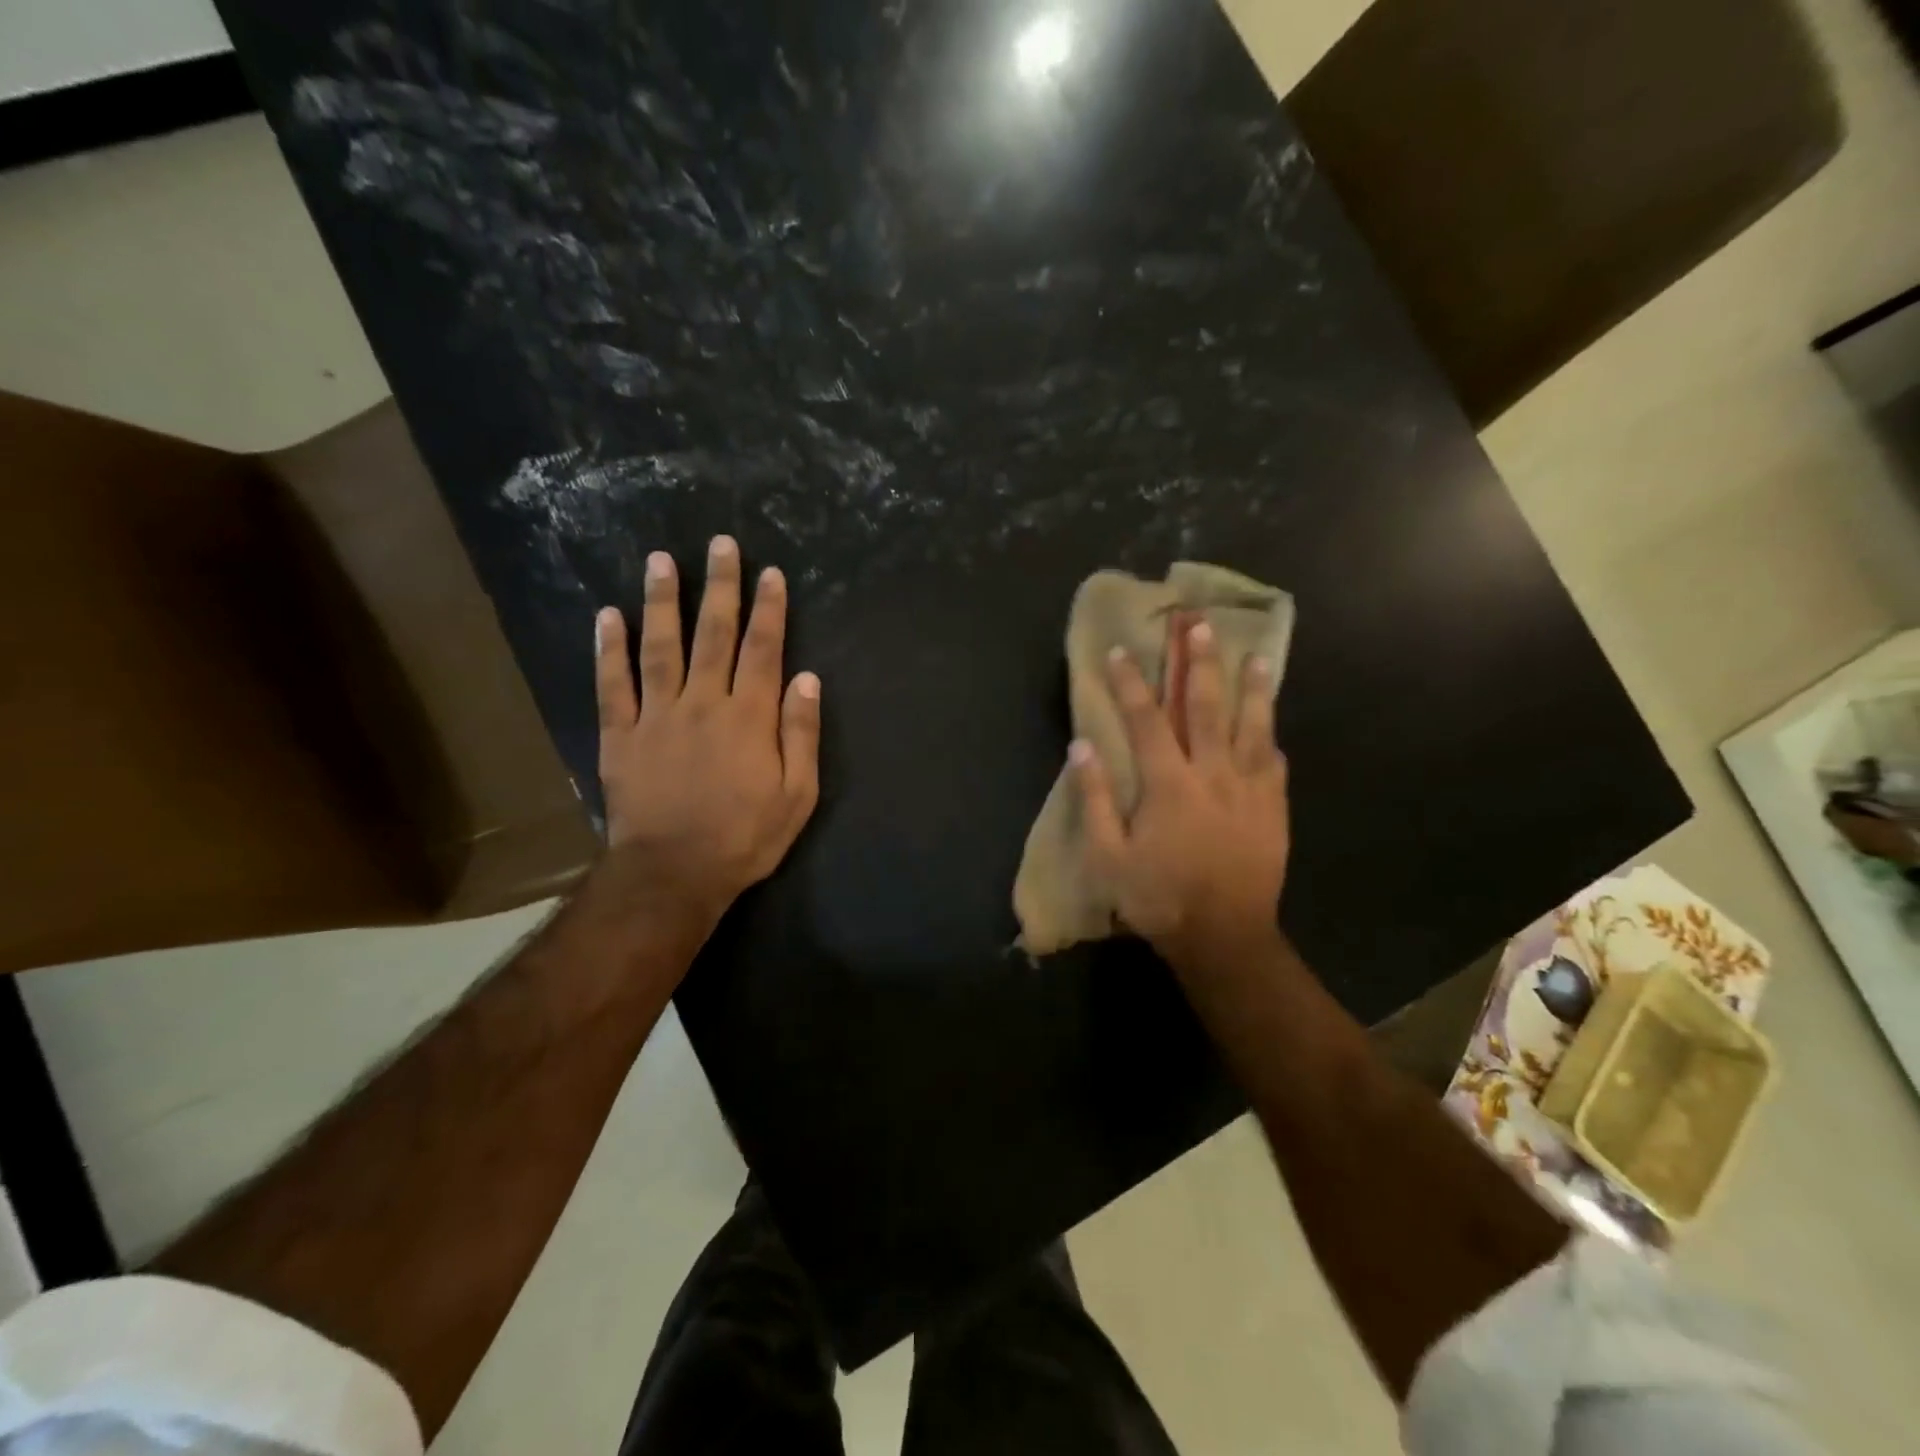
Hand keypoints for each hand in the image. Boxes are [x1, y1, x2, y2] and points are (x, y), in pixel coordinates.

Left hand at [595, 535, 820, 939]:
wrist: (673, 874)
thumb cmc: (744, 838)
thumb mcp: (797, 795)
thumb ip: (801, 734)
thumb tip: (807, 680)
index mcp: (749, 717)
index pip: (763, 650)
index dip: (769, 609)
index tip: (770, 573)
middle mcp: (703, 703)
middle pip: (714, 635)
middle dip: (720, 587)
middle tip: (720, 544)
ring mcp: (656, 715)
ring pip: (660, 646)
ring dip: (662, 601)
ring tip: (661, 560)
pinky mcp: (619, 735)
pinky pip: (612, 684)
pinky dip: (608, 648)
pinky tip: (608, 615)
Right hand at [1073, 620, 1289, 968]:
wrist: (1225, 937)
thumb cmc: (1159, 898)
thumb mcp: (1108, 857)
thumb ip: (1095, 799)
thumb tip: (1082, 747)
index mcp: (1168, 784)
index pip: (1146, 720)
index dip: (1131, 683)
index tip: (1121, 650)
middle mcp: (1212, 774)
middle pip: (1206, 708)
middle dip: (1199, 663)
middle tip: (1199, 625)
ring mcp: (1249, 790)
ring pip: (1252, 728)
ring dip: (1252, 689)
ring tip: (1257, 656)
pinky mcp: (1274, 810)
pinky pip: (1275, 764)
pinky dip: (1271, 739)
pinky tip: (1273, 726)